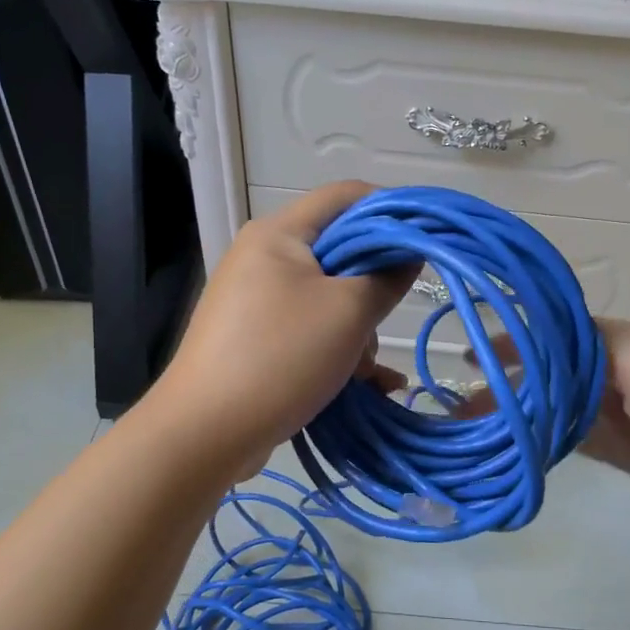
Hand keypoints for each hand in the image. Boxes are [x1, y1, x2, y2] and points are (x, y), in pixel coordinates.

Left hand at [152, 181, 413, 476]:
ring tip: (367, 372)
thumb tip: (409, 253)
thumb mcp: (348, 313)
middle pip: (337, 251)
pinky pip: (307, 330)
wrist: (205, 432)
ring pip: (326, 298)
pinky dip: (335, 350)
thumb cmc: (281, 357)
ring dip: (356, 331)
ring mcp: (254, 301)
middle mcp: (262, 258)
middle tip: (388, 317)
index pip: (344, 196)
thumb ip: (387, 277)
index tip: (424, 239)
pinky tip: (364, 385)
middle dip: (372, 286)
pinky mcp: (253, 339)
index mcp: (278, 234)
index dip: (390, 209)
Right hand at [473, 318, 629, 554]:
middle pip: (562, 371)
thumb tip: (545, 345)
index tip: (478, 351)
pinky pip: (582, 441)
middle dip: (518, 378)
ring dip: (529, 410)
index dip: (524, 340)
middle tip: (467, 394)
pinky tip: (520, 440)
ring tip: (481, 418)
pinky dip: (553, 438)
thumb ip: (593, 348)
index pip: (568, 333)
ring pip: (567, 408)